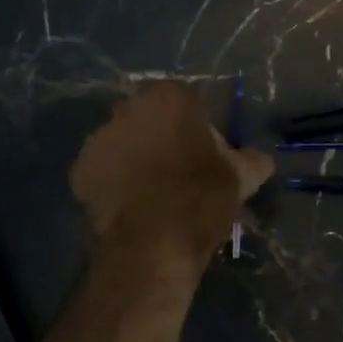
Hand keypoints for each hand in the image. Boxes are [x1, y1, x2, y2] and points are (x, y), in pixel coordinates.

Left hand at [70, 82, 272, 274]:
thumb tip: (262, 159)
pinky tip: (132, 204)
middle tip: (181, 170)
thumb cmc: (202, 199)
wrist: (154, 243)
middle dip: (163, 136)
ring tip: (153, 191)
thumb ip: (253, 160)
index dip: (199, 126)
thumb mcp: (241, 178)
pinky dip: (115, 181)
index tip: (207, 152)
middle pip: (151, 117)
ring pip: (124, 141)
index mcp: (170, 98)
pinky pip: (104, 169)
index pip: (189, 100)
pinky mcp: (80, 169)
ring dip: (136, 157)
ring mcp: (99, 137)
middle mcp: (129, 107)